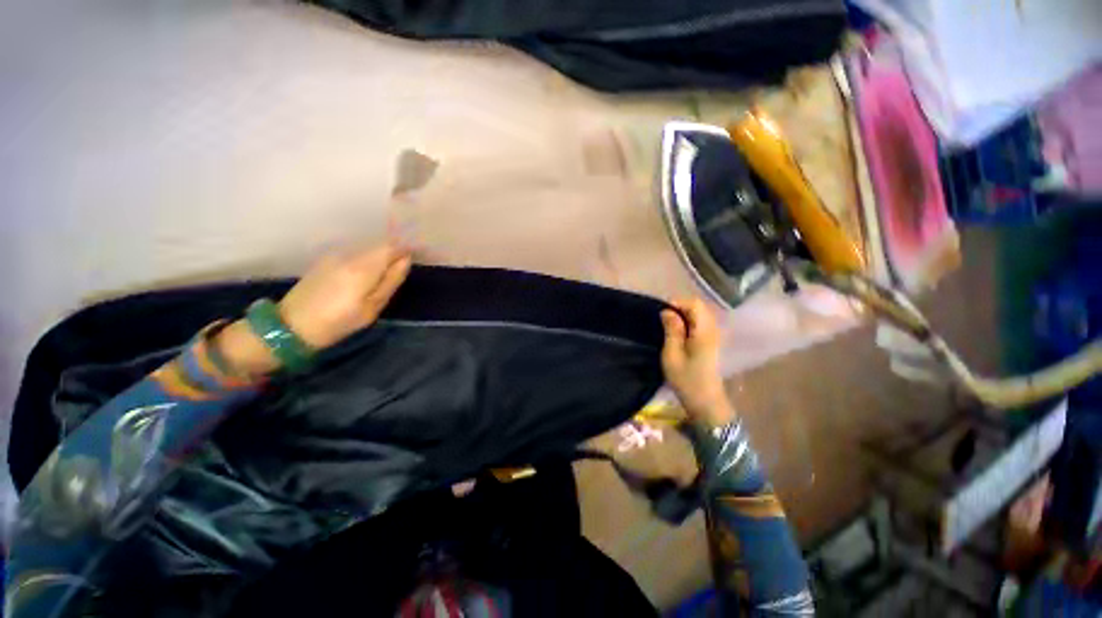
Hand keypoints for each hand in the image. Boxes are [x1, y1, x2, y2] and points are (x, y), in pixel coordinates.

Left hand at [278, 243, 412, 348]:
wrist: (290, 326)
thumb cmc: (338, 322)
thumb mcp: (372, 307)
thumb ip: (391, 281)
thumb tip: (406, 260)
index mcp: (363, 266)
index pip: (392, 246)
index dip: (407, 247)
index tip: (418, 254)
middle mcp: (349, 254)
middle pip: (380, 244)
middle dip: (395, 251)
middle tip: (405, 267)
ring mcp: (335, 255)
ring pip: (367, 248)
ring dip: (381, 255)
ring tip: (389, 271)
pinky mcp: (326, 260)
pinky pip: (355, 253)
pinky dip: (367, 258)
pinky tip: (367, 273)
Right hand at [660, 298, 734, 426]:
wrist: (706, 402)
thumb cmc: (686, 379)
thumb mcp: (672, 355)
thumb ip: (672, 330)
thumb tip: (667, 311)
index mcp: (704, 331)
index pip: (694, 304)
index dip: (677, 303)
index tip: (661, 313)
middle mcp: (713, 330)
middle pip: (699, 307)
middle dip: (680, 308)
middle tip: (663, 320)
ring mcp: (715, 336)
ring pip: (700, 315)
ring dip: (684, 315)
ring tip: (669, 326)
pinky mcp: (713, 343)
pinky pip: (701, 324)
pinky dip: (689, 323)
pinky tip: (679, 334)